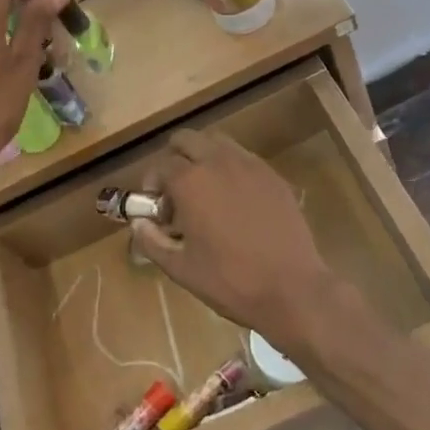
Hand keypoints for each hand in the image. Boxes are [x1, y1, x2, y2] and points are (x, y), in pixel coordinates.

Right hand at [129, 130, 338, 345]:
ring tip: (206, 192)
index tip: (158, 210)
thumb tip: (138, 224)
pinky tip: (236, 201)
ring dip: (203, 158)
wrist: (291, 289)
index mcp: (190, 181)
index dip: (152, 185)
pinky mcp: (274, 177)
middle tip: (176, 193)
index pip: (160, 166)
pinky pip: (244, 159)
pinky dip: (231, 169)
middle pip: (186, 140)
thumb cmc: (229, 281)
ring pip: (217, 142)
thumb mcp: (180, 268)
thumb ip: (151, 241)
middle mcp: (219, 162)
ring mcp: (251, 166)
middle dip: (174, 160)